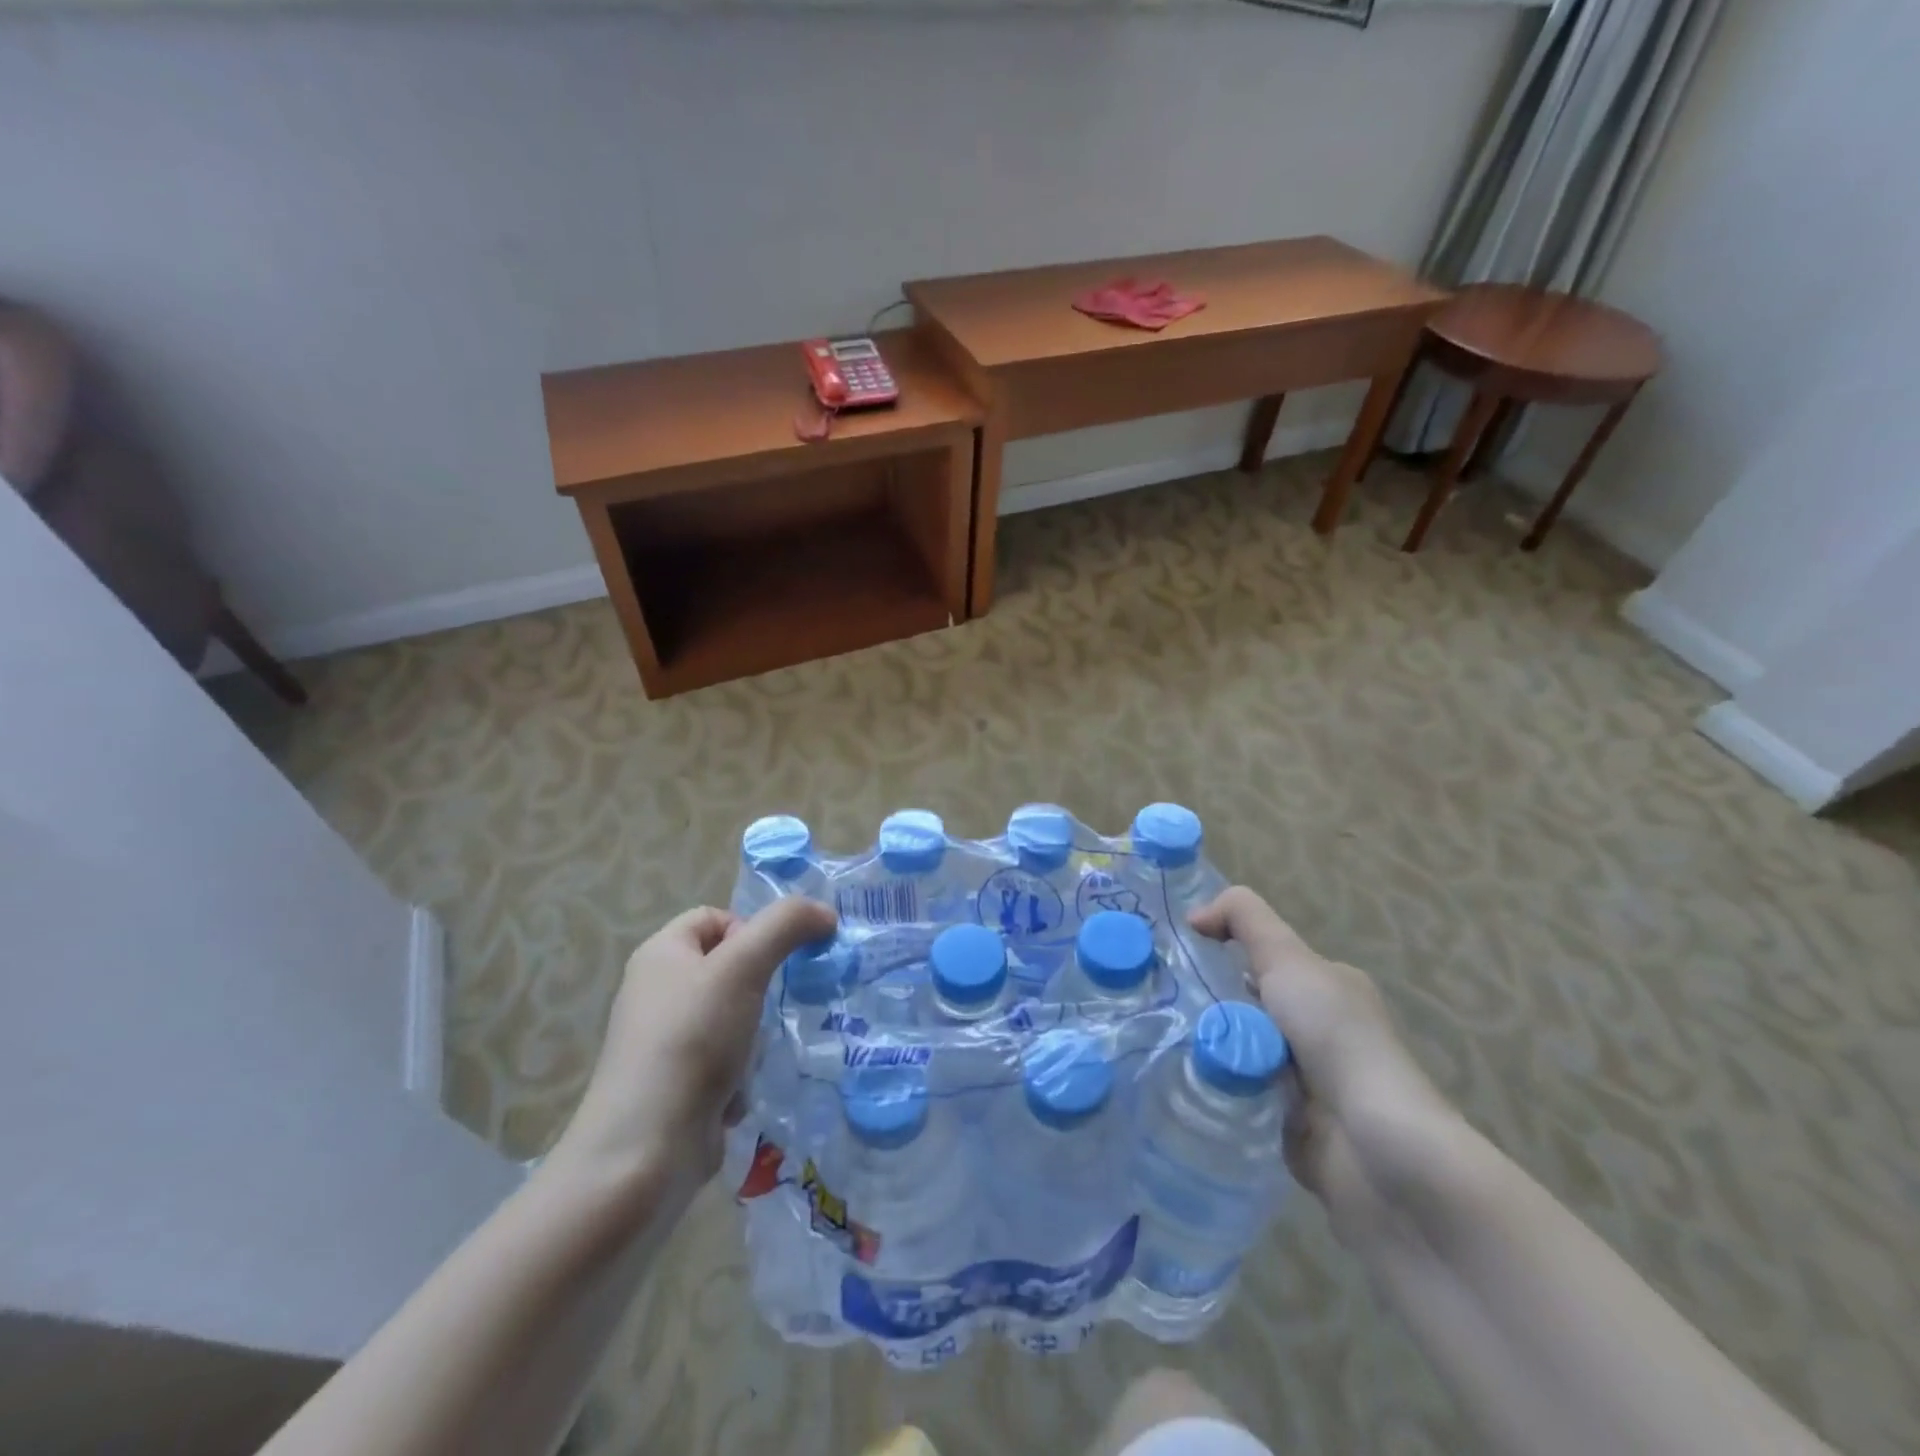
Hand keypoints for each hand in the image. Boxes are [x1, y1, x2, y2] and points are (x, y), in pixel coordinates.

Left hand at [552, 898, 835, 1197]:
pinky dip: (741, 1073)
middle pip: (728, 968)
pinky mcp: (677, 1084)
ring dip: (756, 1035)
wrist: (645, 1150)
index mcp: (661, 954)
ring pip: (734, 1017)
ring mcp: (666, 1042)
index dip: (752, 930)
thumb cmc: (691, 1040)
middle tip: (781, 1005)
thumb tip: (825, 912)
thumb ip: (786, 926)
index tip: (774, 963)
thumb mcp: (743, 967)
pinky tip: (742, 1092)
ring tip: (761, 1054)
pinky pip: (724, 1061)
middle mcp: (658, 992)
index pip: (716, 917)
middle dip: (761, 987)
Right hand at [1189, 887, 1461, 1252]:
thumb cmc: (1336, 1040)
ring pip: (1238, 1051)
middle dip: (1206, 1005)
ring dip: (1209, 1050)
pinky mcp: (1290, 1125)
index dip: (1220, 953)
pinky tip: (1186, 1085)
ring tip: (1163, 1046)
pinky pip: (1240, 1097)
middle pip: (1244, 1005)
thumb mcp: (1289, 960)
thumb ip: (1244, 919)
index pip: (1261, 959)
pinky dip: (1219, 1092)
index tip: (1177, 963)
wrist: (1378, 1150)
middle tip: (1163, 1008)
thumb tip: (1194, 915)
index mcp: (1327, 988)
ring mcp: (1306, 1081)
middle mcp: (1319, 1030)